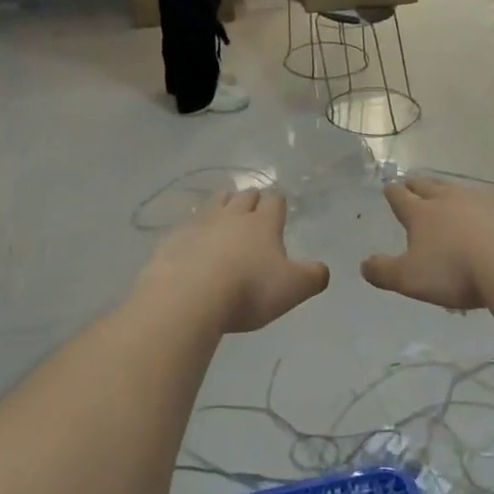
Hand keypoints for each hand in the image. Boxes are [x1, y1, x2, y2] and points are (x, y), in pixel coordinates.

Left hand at [137, 190, 327, 333]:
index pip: (274, 202)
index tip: (279, 211)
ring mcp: (199, 225)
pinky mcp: (172, 241)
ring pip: (213, 204)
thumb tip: (321, 270)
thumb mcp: (293, 289)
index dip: (278, 205)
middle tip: (253, 210)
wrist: (188, 297)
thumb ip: (313, 277)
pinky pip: (186, 229)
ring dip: (221, 206)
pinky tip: (193, 248)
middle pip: (243, 196)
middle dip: (250, 200)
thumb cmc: (248, 290)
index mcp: (263, 224)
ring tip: (224, 216)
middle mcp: (231, 216)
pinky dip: (193, 234)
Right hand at [361, 177, 493, 311]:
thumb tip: (364, 264)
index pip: (402, 198)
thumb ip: (384, 271)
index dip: (394, 193)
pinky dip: (485, 209)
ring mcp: (484, 201)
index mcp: (422, 214)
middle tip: (412, 181)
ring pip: (461, 191)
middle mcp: (451, 200)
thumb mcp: (410, 279)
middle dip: (418, 184)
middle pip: (430, 186)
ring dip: (451, 192)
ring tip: (448, 196)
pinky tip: (491, 217)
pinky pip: (493, 204)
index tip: (390, 187)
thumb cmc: (455, 272)